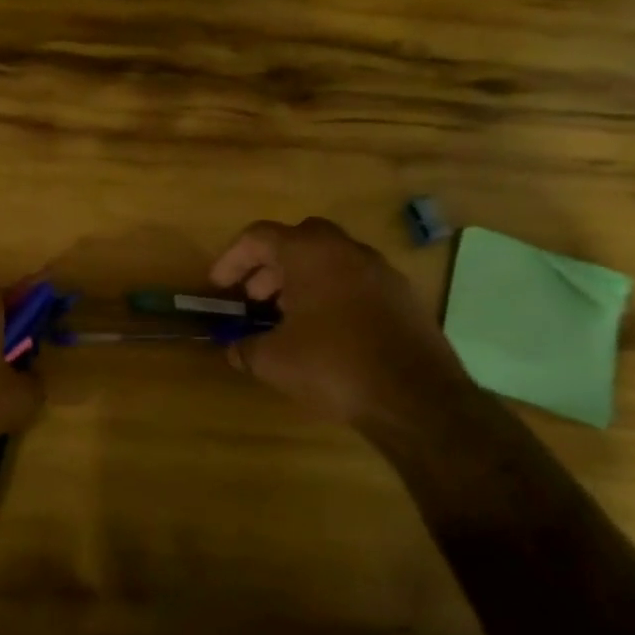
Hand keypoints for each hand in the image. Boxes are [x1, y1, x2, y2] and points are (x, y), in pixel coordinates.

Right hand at [209, 218, 470, 425]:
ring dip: (302, 279)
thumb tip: (234, 349)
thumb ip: (246, 347)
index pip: (260, 236)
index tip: (219, 287)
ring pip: (331, 260)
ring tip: (285, 317)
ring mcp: (381, 272)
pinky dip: (331, 294)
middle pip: (298, 240)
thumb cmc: (333, 366)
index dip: (232, 259)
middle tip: (254, 297)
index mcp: (310, 254)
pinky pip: (356, 281)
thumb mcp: (273, 361)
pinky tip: (324, 332)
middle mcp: (347, 251)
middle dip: (270, 265)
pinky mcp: (403, 297)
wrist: (415, 398)